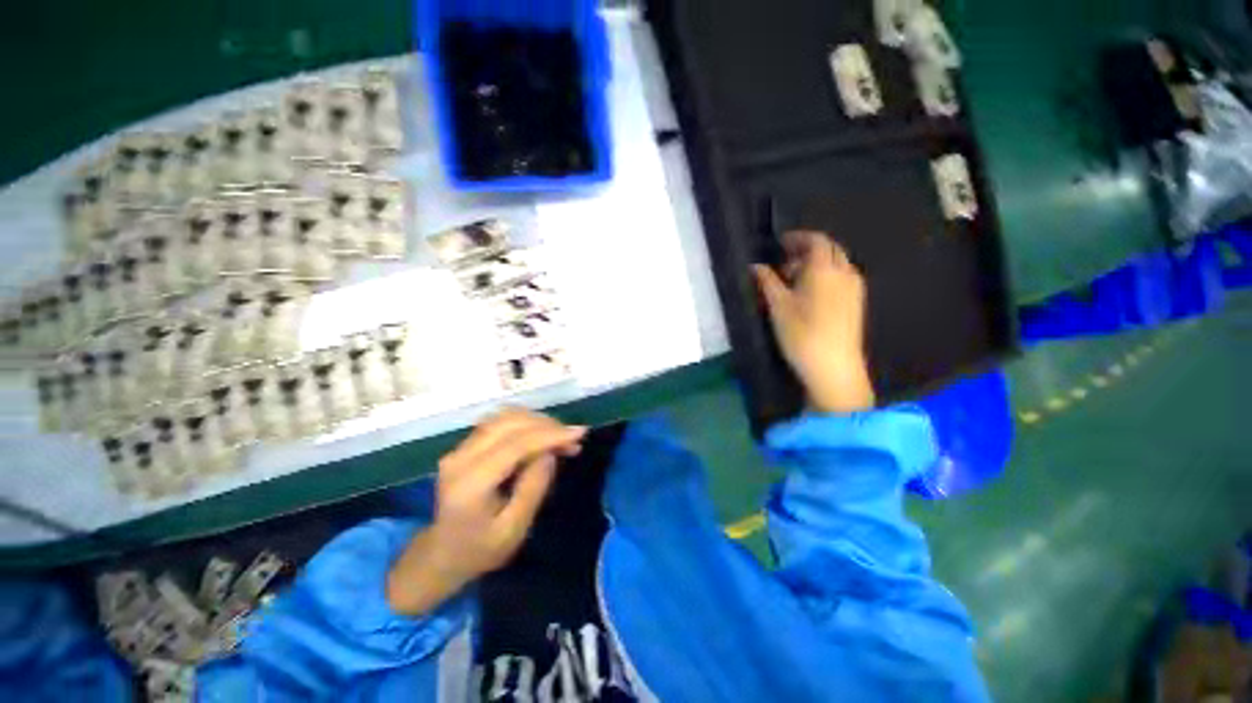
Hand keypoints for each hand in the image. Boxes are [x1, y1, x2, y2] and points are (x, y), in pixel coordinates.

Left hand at [386, 409, 585, 614]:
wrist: (442, 554)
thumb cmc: (480, 550)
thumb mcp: (514, 529)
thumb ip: (533, 488)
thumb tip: (550, 453)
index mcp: (470, 483)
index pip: (515, 445)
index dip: (550, 435)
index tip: (580, 433)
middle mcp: (460, 458)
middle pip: (509, 423)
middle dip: (547, 425)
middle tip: (574, 438)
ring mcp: (460, 448)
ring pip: (505, 416)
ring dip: (538, 421)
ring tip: (561, 437)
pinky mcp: (465, 445)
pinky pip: (500, 422)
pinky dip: (526, 423)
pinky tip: (542, 435)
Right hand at [753, 231, 874, 413]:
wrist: (833, 367)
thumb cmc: (802, 333)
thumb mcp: (778, 306)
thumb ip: (767, 282)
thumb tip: (755, 266)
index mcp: (825, 269)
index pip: (816, 240)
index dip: (798, 238)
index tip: (781, 243)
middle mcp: (845, 273)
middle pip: (830, 250)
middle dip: (807, 251)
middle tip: (785, 264)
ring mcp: (855, 289)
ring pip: (837, 264)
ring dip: (817, 265)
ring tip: (795, 282)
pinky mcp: (857, 304)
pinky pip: (842, 278)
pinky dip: (827, 277)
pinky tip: (811, 296)